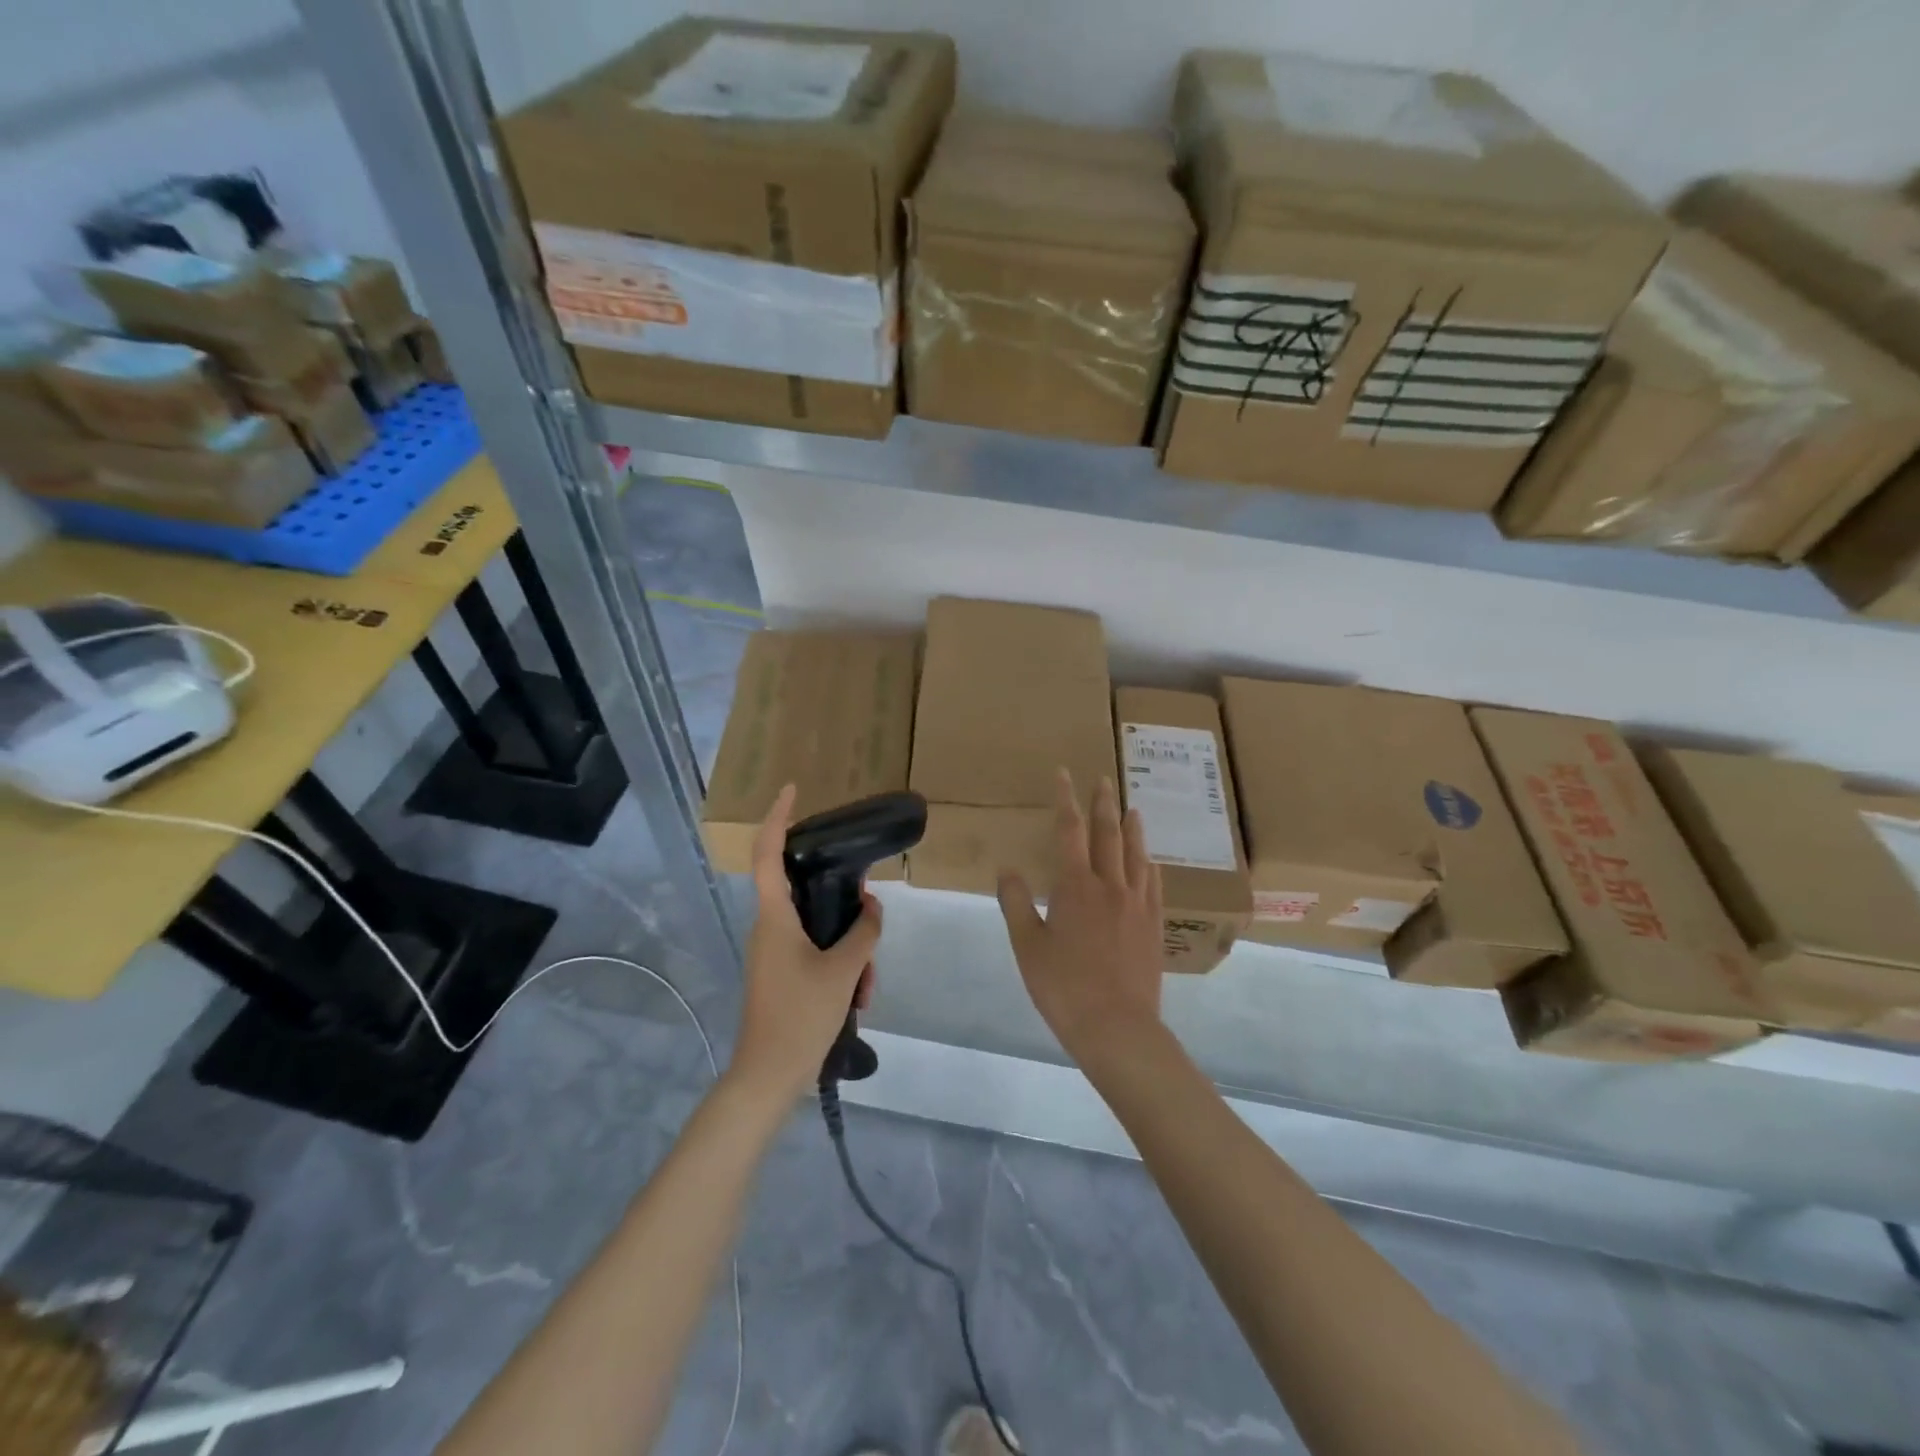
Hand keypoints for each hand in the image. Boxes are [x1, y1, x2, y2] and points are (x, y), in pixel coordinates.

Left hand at [729, 785, 882, 1103]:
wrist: (768, 1077)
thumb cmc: (799, 1016)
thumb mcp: (844, 972)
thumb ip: (864, 932)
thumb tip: (871, 907)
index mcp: (774, 917)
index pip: (767, 854)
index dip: (777, 818)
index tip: (792, 791)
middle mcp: (769, 927)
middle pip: (807, 894)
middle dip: (844, 908)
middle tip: (870, 925)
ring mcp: (773, 952)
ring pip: (819, 929)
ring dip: (849, 949)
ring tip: (866, 985)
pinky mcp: (781, 972)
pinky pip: (816, 952)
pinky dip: (841, 967)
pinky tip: (857, 997)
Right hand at [997, 770, 1166, 1066]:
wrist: (1117, 1027)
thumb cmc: (1063, 987)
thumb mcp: (1027, 946)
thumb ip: (1017, 903)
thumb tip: (1008, 869)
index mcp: (1075, 886)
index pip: (1069, 831)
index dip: (1065, 799)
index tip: (1064, 774)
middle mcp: (1110, 885)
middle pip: (1107, 834)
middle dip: (1103, 803)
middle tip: (1104, 778)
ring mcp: (1137, 905)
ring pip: (1136, 855)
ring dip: (1132, 828)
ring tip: (1132, 808)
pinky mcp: (1154, 925)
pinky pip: (1155, 885)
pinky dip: (1150, 865)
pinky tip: (1151, 861)